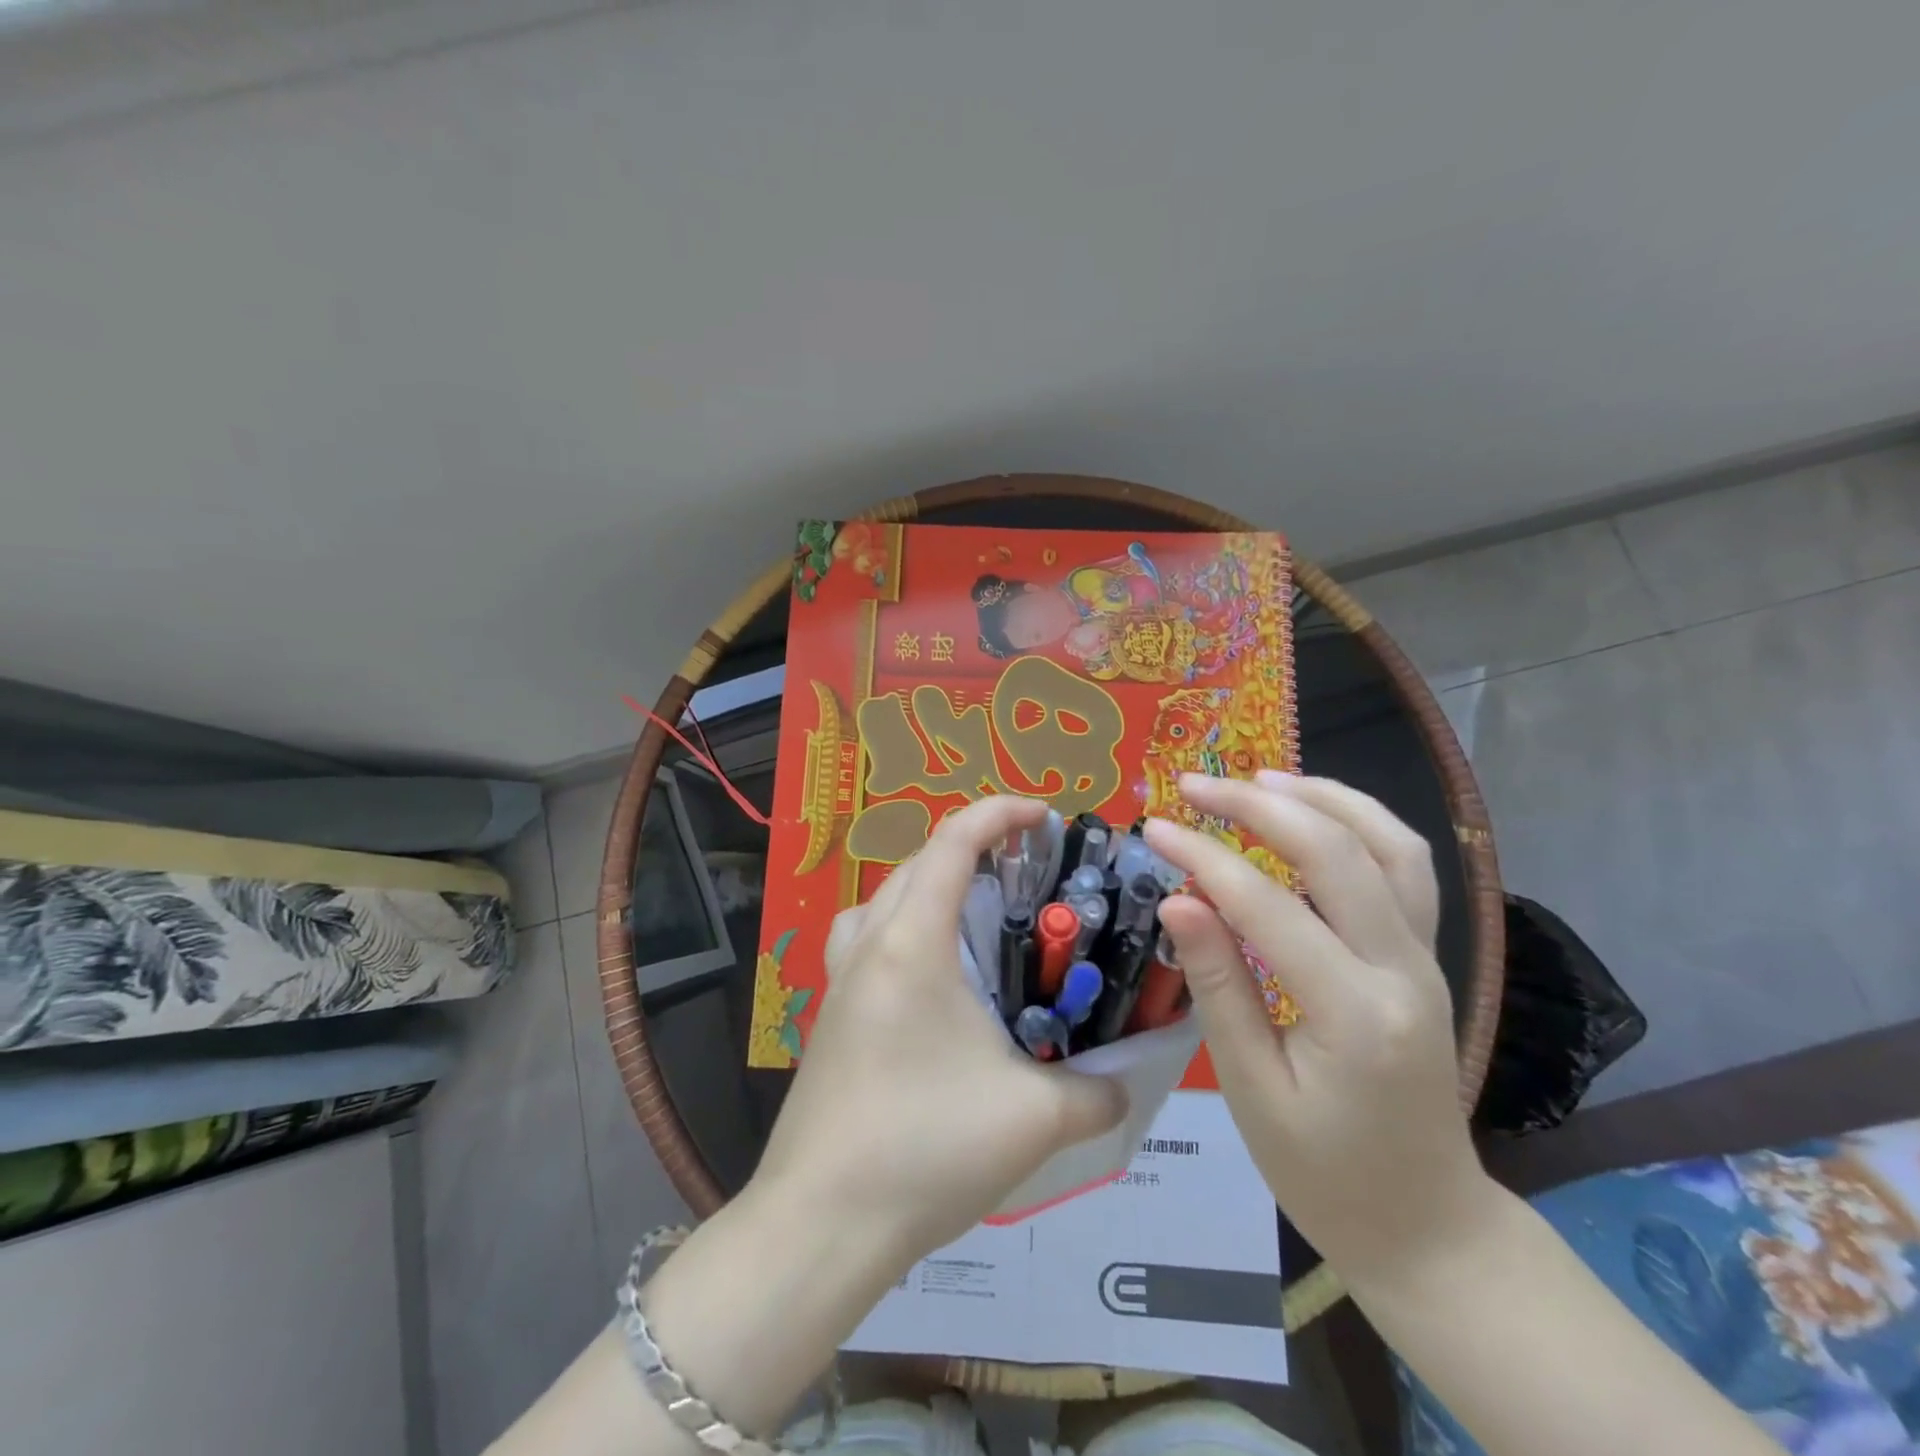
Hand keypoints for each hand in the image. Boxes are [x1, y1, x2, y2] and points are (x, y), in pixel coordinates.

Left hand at [752, 795, 1126, 1265]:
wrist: (820, 1223)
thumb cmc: (925, 1148)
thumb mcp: (1034, 1120)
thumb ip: (1096, 1093)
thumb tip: (1125, 1084)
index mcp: (913, 943)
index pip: (954, 842)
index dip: (1000, 813)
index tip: (1044, 816)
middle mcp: (870, 945)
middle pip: (917, 862)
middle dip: (972, 848)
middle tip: (1025, 871)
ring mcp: (840, 980)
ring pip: (883, 898)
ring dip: (929, 885)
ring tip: (974, 914)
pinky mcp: (829, 1015)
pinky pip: (864, 940)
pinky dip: (900, 928)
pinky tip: (930, 979)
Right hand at [1143, 773, 1494, 1286]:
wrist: (1427, 1225)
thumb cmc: (1324, 1172)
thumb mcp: (1252, 1089)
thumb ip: (1218, 985)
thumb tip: (1178, 899)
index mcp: (1355, 1013)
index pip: (1268, 907)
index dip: (1204, 857)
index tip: (1153, 828)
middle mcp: (1404, 970)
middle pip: (1337, 852)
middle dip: (1258, 806)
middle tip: (1193, 785)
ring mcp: (1427, 958)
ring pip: (1390, 844)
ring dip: (1323, 797)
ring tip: (1259, 777)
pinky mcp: (1426, 957)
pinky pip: (1404, 868)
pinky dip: (1359, 823)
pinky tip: (1312, 813)